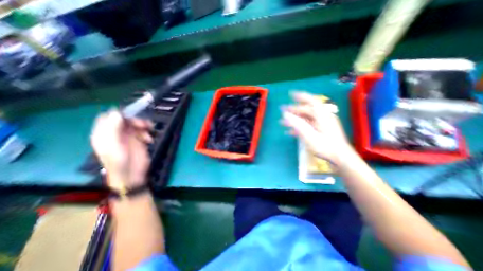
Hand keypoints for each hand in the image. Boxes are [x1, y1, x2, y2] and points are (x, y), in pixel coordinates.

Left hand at [89, 109, 150, 189]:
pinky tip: (149, 139)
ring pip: (135, 124)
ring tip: (149, 130)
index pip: (108, 118)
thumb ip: (113, 129)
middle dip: (135, 120)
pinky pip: (144, 131)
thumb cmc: (119, 162)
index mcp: (105, 134)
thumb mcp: (113, 146)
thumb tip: (117, 113)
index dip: (118, 114)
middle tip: (143, 125)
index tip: (130, 115)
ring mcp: (128, 137)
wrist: (132, 175)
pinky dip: (147, 133)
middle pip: (125, 120)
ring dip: (143, 125)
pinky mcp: (139, 141)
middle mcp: (116, 134)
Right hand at [281, 91, 352, 166]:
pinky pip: (308, 125)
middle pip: (306, 110)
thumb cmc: (325, 147)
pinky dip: (299, 127)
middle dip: (293, 110)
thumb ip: (297, 124)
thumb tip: (285, 114)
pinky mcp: (321, 131)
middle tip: (282, 111)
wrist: (340, 158)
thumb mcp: (309, 135)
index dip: (300, 96)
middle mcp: (322, 117)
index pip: (311, 101)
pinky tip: (290, 132)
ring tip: (282, 123)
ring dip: (294, 119)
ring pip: (306, 118)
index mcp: (321, 115)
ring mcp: (322, 124)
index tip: (290, 94)